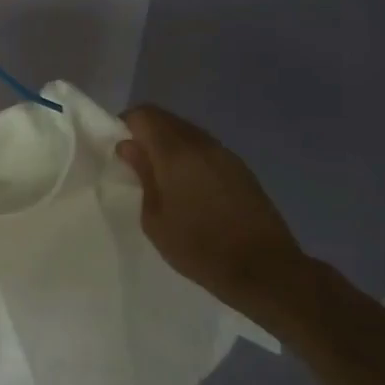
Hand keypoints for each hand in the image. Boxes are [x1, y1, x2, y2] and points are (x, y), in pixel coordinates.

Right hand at [116, 104, 306, 316]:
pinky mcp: (241, 169)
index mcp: (175, 153)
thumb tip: (129, 147)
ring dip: (169, 145)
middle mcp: (202, 144)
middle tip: (136, 162)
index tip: (119, 149)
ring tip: (161, 176)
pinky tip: (188, 185)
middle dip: (146, 133)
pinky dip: (190, 156)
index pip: (144, 115)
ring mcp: (225, 154)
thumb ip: (142, 175)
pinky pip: (206, 149)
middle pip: (167, 119)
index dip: (126, 125)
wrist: (265, 270)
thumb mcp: (154, 218)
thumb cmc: (199, 247)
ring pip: (188, 133)